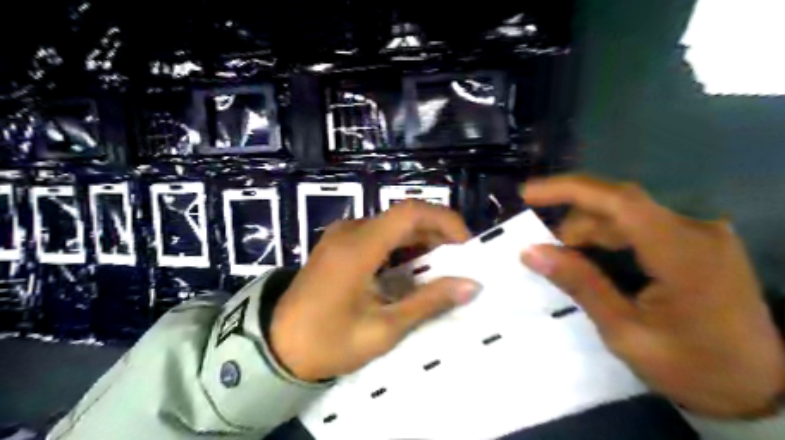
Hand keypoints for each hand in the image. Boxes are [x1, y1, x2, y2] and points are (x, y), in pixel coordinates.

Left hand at [274, 201, 477, 383]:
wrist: (276, 346)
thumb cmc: (328, 342)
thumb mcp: (383, 328)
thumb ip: (428, 302)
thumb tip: (471, 285)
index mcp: (359, 246)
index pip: (411, 212)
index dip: (445, 220)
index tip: (466, 247)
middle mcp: (351, 230)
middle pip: (404, 216)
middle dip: (437, 234)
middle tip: (458, 263)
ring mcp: (342, 235)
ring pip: (393, 225)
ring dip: (421, 241)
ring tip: (440, 269)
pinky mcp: (339, 243)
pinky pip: (379, 234)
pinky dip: (402, 246)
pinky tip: (410, 269)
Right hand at [519, 174, 783, 416]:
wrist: (756, 387)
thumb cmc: (691, 367)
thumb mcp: (624, 332)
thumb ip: (579, 285)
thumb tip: (530, 251)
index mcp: (684, 255)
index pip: (619, 201)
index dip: (568, 190)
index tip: (528, 194)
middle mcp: (696, 231)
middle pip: (618, 206)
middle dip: (574, 225)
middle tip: (547, 255)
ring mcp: (700, 232)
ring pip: (626, 214)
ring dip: (590, 232)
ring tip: (569, 263)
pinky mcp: (696, 239)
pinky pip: (640, 225)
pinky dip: (609, 236)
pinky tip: (595, 258)